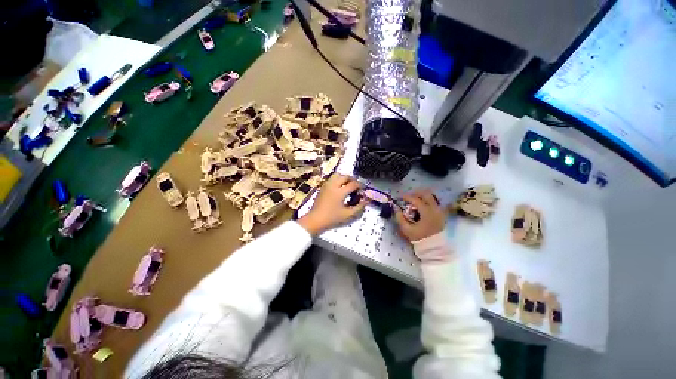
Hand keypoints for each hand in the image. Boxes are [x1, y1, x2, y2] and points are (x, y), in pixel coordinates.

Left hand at [299, 174, 367, 234]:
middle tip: (356, 187)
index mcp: (340, 192)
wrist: (315, 219)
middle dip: (353, 180)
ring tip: (348, 185)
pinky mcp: (323, 186)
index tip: (363, 190)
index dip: (360, 186)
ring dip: (344, 178)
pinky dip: (338, 179)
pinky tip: (340, 188)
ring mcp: (327, 185)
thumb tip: (366, 200)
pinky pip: (332, 178)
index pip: (353, 184)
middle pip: (345, 176)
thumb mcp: (347, 214)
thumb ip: (359, 207)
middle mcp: (333, 185)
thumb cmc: (332, 218)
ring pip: (338, 175)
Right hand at [395, 188, 445, 241]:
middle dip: (415, 193)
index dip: (406, 197)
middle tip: (407, 197)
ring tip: (413, 201)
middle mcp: (435, 209)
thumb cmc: (420, 238)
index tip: (399, 198)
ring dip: (421, 196)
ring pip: (431, 197)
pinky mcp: (441, 213)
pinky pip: (434, 202)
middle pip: (426, 194)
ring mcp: (440, 211)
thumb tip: (395, 207)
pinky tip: (420, 206)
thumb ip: (399, 217)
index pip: (416, 199)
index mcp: (427, 212)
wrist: (434, 247)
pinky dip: (427, 201)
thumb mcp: (406, 229)